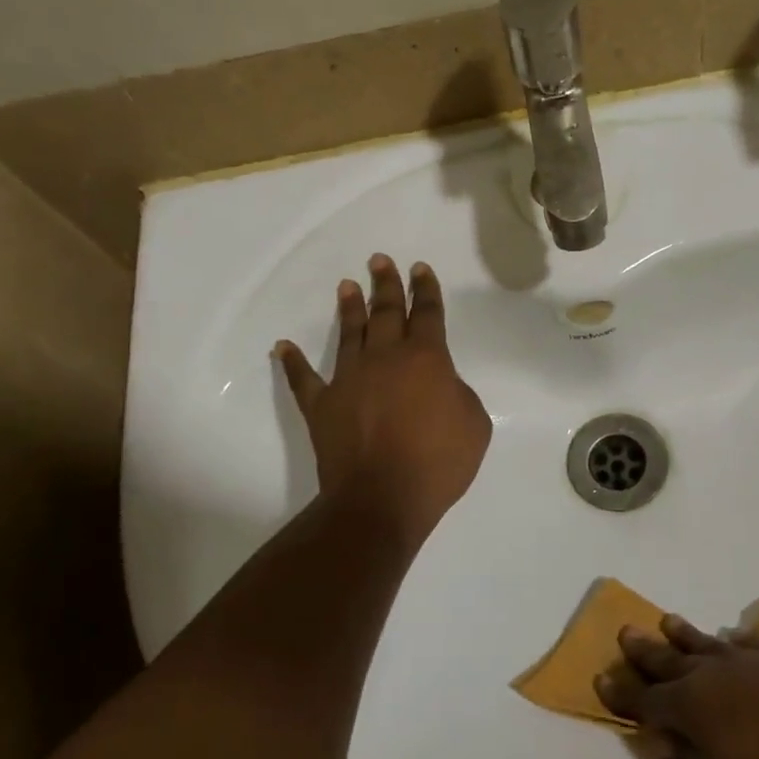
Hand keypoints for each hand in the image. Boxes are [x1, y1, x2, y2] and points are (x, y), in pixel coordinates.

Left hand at [275, 255, 491, 547]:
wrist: (382, 498)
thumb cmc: (438, 462)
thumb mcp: (475, 424)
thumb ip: (459, 394)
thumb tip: (440, 386)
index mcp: (426, 359)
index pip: (427, 313)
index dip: (425, 290)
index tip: (420, 268)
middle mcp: (385, 359)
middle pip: (386, 312)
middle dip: (386, 284)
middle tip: (380, 260)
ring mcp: (349, 379)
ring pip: (349, 334)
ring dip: (349, 309)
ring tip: (347, 286)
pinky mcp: (322, 405)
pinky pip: (304, 379)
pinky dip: (293, 363)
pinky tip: (283, 347)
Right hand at [595, 615, 758, 758]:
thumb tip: (658, 737)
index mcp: (689, 707)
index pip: (644, 700)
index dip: (620, 694)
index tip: (599, 679)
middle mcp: (708, 675)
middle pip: (667, 660)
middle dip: (643, 651)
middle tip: (624, 632)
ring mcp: (744, 661)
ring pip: (702, 643)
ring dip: (681, 634)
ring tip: (665, 620)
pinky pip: (741, 643)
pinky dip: (727, 641)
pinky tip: (726, 639)